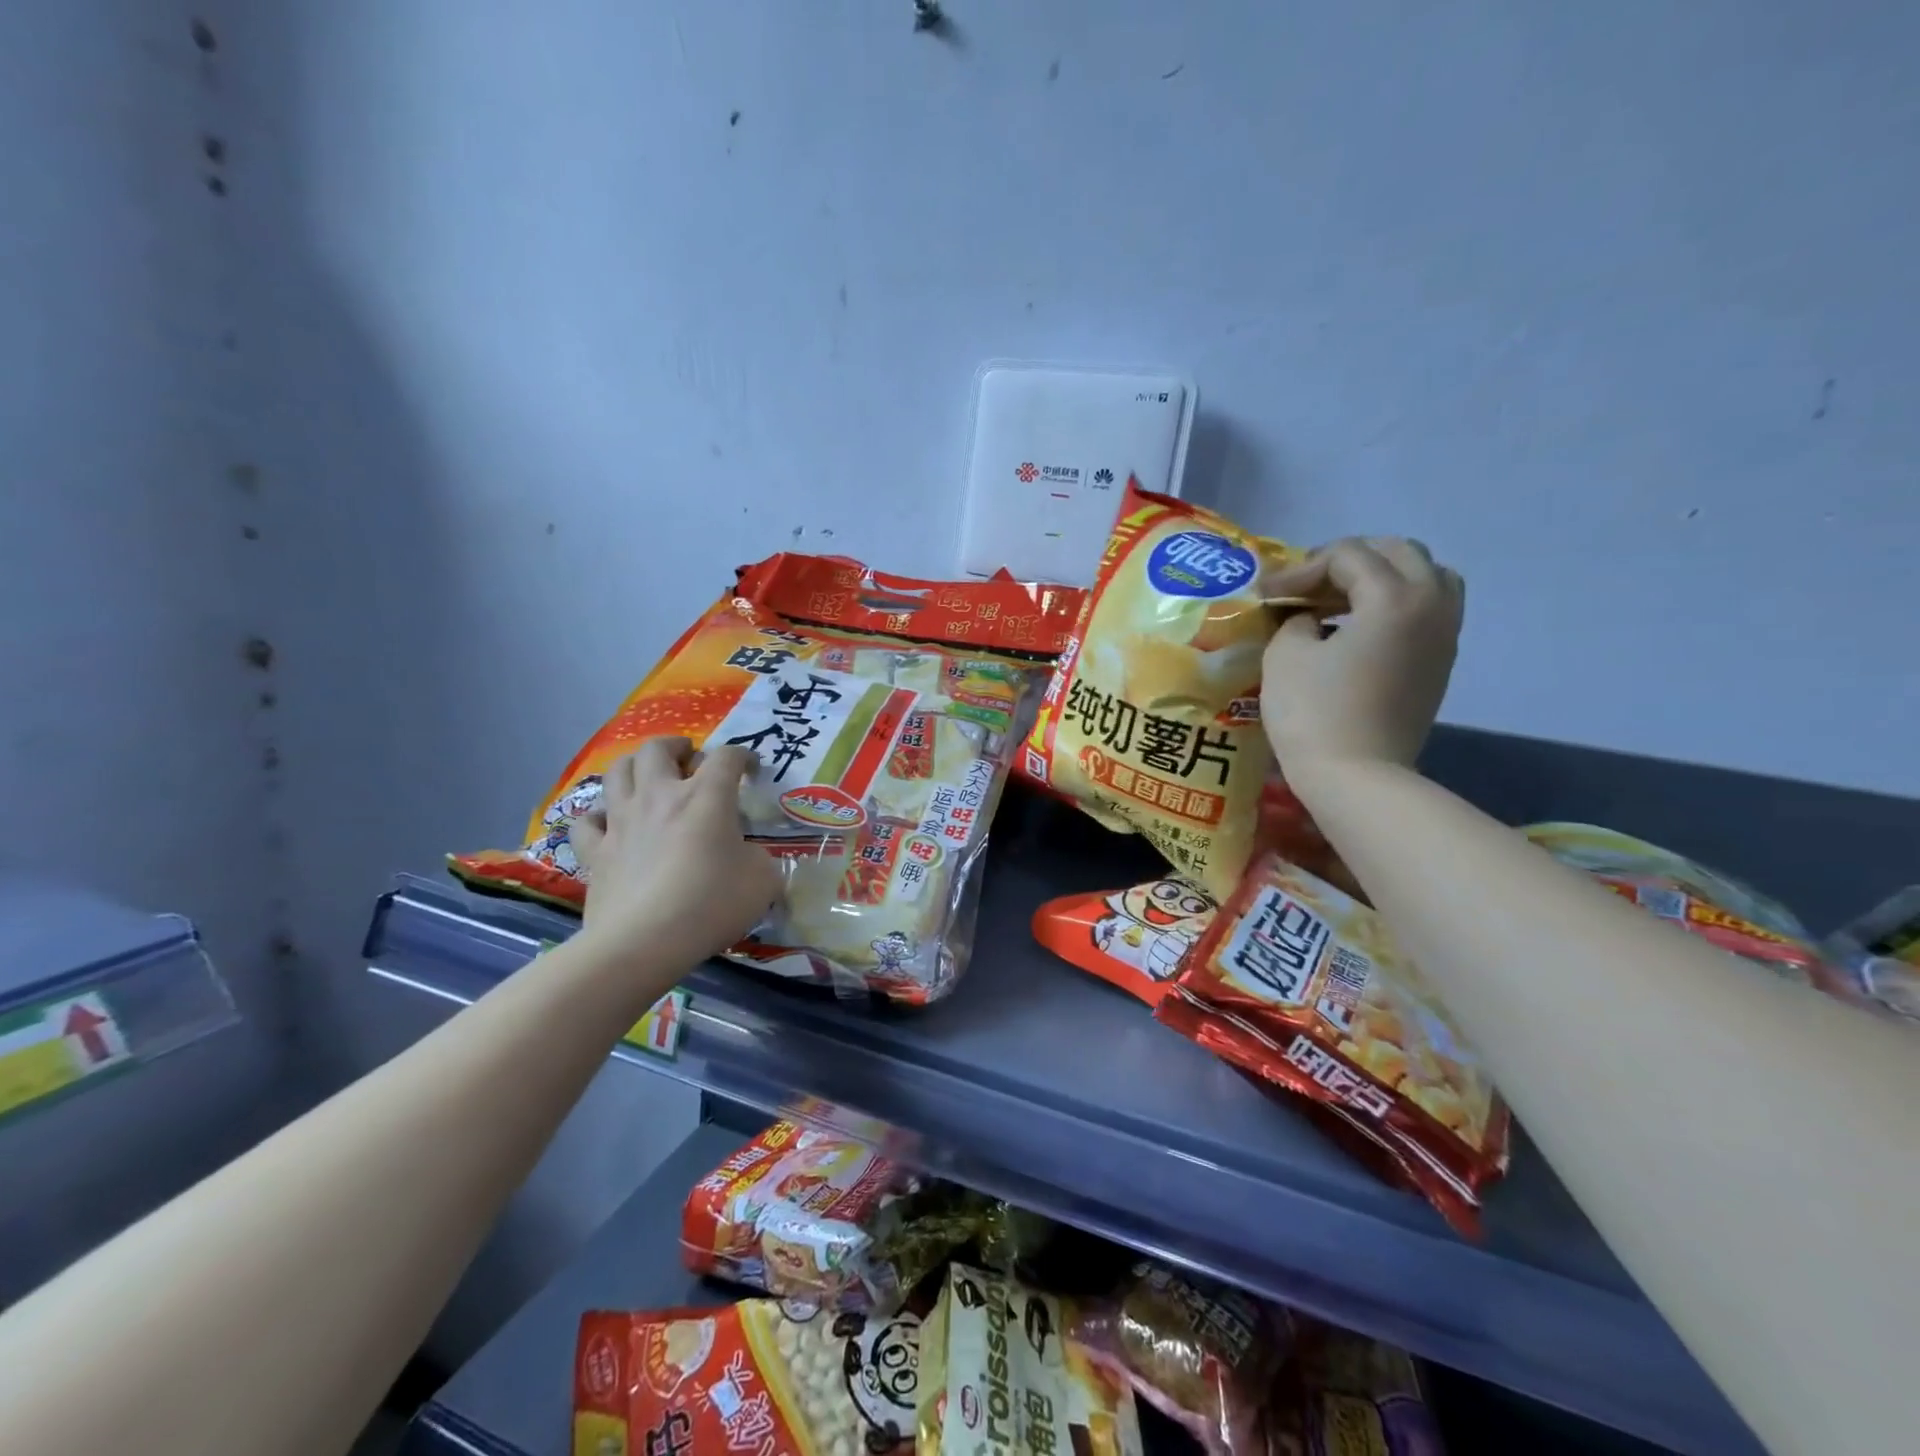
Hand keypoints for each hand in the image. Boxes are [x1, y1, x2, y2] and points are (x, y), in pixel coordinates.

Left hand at [569, 737, 782, 965]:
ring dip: (635, 767)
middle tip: (690, 759)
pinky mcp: (594, 852)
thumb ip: (761, 860)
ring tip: (649, 777)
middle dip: (676, 746)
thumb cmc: (711, 904)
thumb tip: (750, 858)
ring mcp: (621, 821)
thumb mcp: (763, 881)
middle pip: (657, 749)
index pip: (727, 757)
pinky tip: (610, 823)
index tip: (751, 770)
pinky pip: (587, 820)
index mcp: (706, 796)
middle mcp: (660, 796)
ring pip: (617, 772)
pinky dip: (599, 815)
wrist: (643, 942)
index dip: (743, 756)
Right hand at [1260, 538, 1463, 774]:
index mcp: (1393, 597)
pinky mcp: (1440, 662)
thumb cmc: (1314, 712)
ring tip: (1341, 599)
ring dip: (1381, 577)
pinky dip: (1395, 603)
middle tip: (1308, 584)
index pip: (1347, 556)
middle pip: (1397, 552)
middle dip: (1348, 560)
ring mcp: (1444, 634)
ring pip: (1426, 576)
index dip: (1301, 568)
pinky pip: (1428, 608)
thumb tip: (1312, 618)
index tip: (1267, 593)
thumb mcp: (1286, 653)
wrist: (1356, 777)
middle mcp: (1431, 605)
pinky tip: (1358, 628)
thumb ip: (1296, 619)